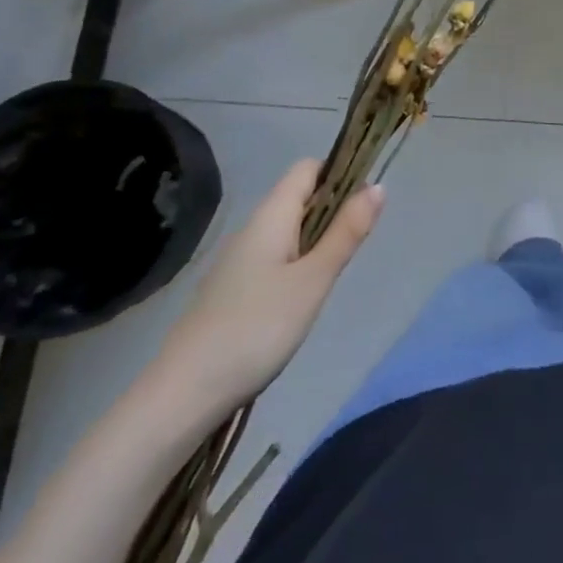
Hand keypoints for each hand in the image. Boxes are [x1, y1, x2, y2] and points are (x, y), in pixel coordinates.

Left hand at [152, 160, 383, 416]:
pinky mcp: (232, 289)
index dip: (339, 172)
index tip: (367, 198)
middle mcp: (252, 228)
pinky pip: (274, 256)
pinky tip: (304, 296)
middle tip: (358, 240)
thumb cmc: (257, 327)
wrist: (184, 393)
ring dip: (317, 238)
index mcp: (271, 215)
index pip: (308, 168)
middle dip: (333, 208)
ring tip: (335, 270)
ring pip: (287, 229)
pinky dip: (297, 262)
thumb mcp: (313, 279)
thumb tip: (378, 185)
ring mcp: (238, 260)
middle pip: (299, 197)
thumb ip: (346, 232)